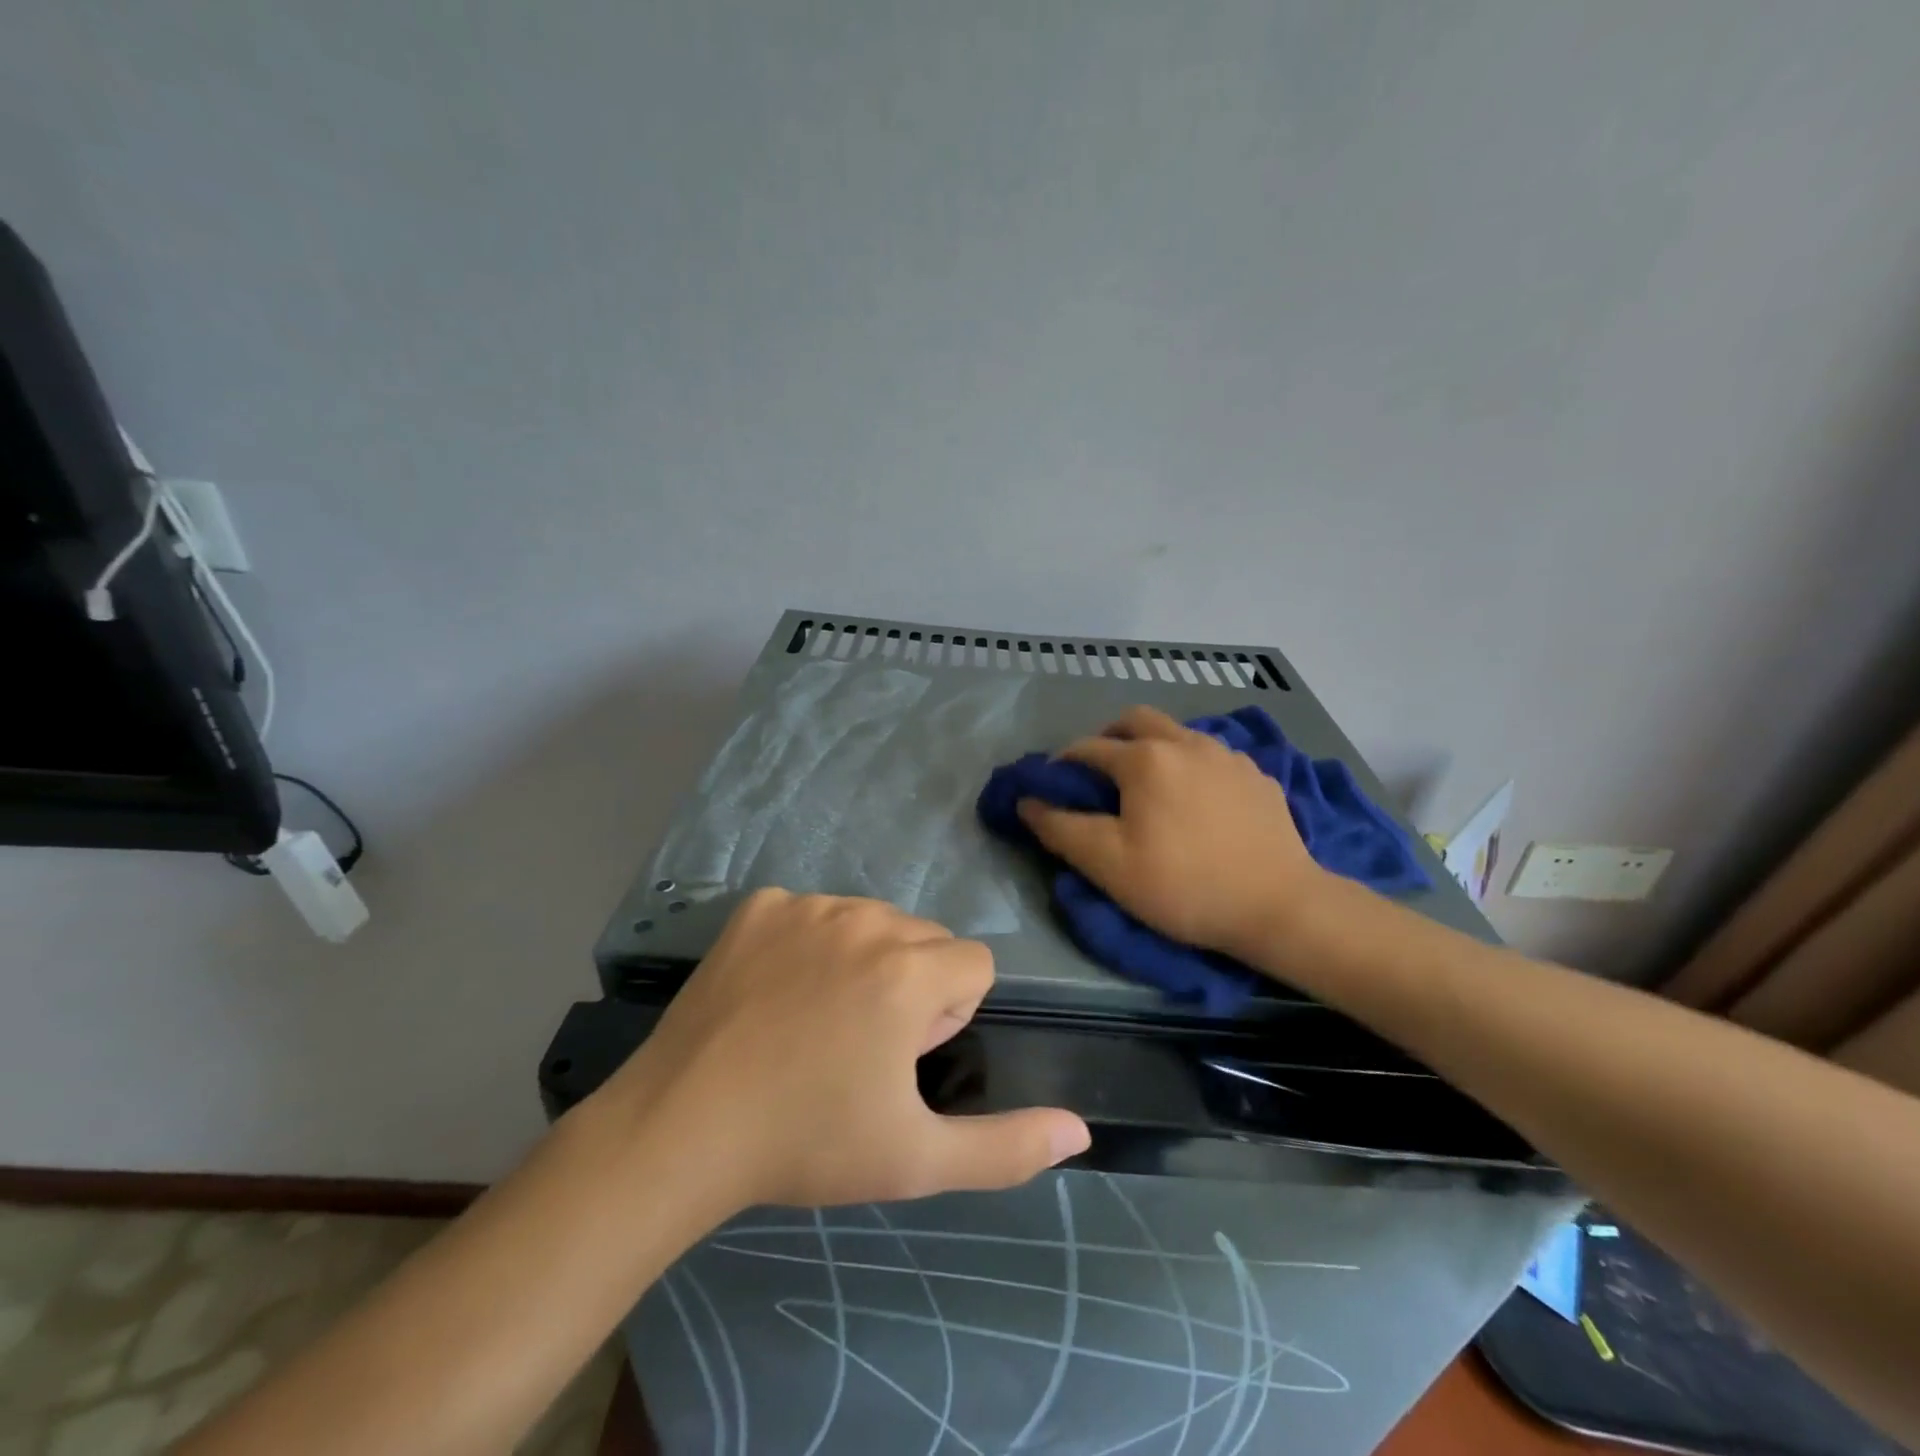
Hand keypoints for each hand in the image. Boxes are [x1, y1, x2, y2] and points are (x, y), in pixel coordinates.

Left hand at [603, 890, 1089, 1209]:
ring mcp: (806, 905)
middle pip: (926, 938)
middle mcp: (866, 919)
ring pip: (872, 920)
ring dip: (866, 960)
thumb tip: (1080, 1132)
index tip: (905, 1057)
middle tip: (861, 1046)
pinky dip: (808, 943)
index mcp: (910, 971)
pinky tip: (775, 992)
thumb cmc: (807, 1144)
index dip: (951, 1014)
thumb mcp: (916, 1159)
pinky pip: (811, 912)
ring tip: (818, 1021)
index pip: (975, 964)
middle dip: (914, 984)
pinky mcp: (760, 906)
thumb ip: (1007, 1146)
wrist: (681, 1129)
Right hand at [1017, 705, 1323, 959]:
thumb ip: (1060, 828)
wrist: (1280, 906)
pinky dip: (1190, 766)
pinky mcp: (1257, 775)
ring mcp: (1227, 755)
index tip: (1052, 788)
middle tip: (1100, 774)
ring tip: (1149, 787)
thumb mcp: (1108, 865)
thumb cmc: (1184, 885)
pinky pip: (1211, 756)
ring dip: (1152, 747)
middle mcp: (1185, 742)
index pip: (1087, 748)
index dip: (1062, 765)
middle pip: (1135, 720)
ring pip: (1177, 733)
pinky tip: (1197, 801)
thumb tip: (1027, 801)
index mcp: (1144, 759)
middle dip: (1108, 738)